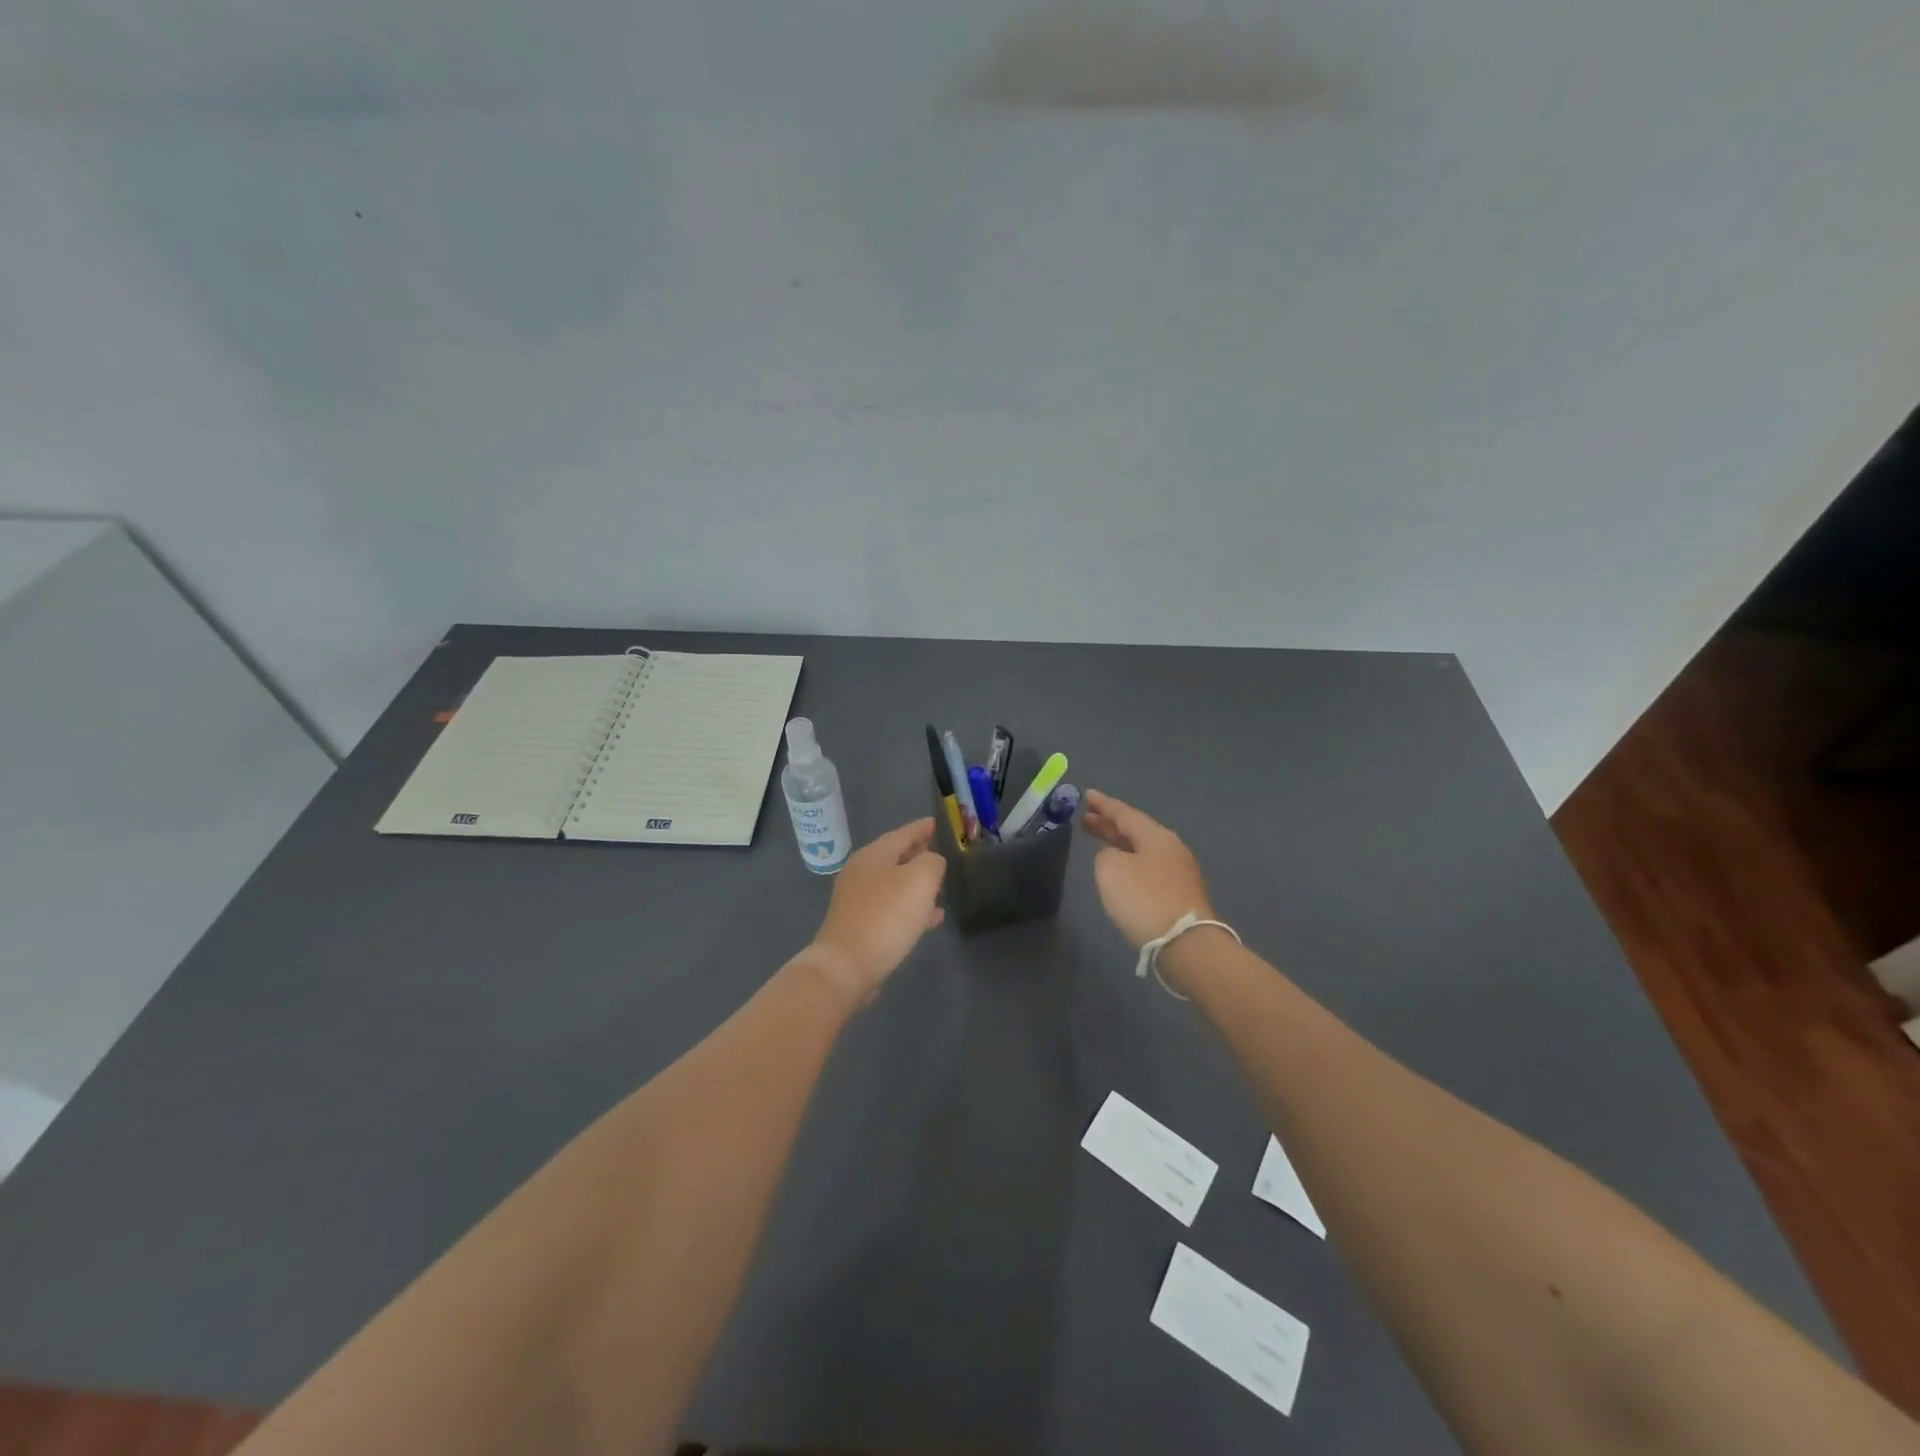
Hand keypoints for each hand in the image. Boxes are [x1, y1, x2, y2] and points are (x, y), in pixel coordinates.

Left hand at [805, 818, 946, 1005]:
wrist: (846, 966)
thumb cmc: (886, 916)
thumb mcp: (920, 879)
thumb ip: (932, 862)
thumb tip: (931, 862)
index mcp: (873, 855)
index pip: (903, 833)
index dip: (921, 828)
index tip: (936, 823)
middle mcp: (861, 873)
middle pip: (895, 857)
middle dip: (918, 855)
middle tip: (940, 853)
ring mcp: (857, 900)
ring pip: (894, 884)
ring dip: (916, 884)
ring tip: (940, 888)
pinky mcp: (859, 926)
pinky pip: (891, 909)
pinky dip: (911, 908)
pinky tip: (931, 919)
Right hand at [1080, 790, 1214, 947]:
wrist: (1184, 944)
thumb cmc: (1144, 899)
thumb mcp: (1111, 869)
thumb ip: (1106, 855)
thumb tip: (1116, 858)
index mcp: (1156, 836)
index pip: (1125, 813)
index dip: (1103, 805)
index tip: (1086, 795)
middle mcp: (1171, 849)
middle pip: (1135, 831)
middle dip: (1109, 825)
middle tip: (1086, 820)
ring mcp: (1178, 873)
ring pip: (1142, 851)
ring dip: (1120, 845)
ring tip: (1100, 844)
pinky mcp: (1179, 896)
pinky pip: (1148, 869)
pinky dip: (1130, 864)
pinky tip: (1119, 872)